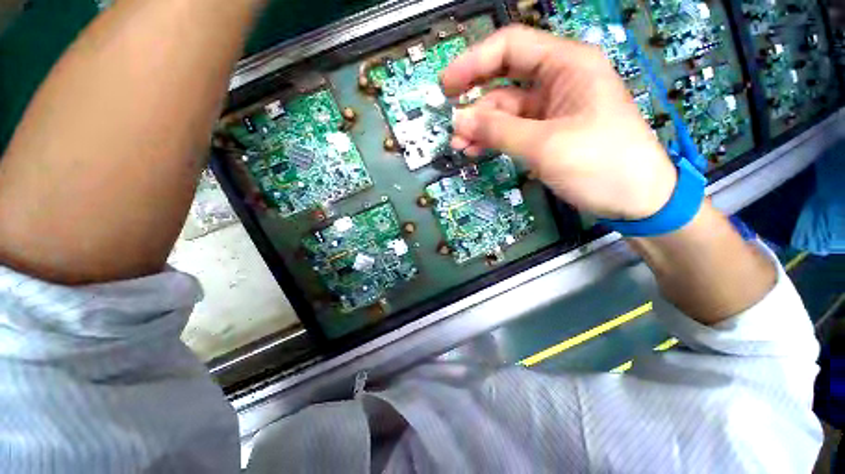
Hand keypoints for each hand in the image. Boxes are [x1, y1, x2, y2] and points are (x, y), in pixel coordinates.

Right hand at [442, 25, 677, 219]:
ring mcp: (550, 110)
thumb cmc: (601, 163)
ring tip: (459, 145)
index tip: (446, 86)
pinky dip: (492, 139)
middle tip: (451, 123)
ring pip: (504, 111)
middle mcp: (557, 81)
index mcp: (567, 66)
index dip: (474, 62)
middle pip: (503, 82)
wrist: (634, 199)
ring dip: (480, 127)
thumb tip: (459, 121)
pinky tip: (476, 150)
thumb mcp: (546, 145)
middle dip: (474, 102)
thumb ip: (499, 131)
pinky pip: (511, 131)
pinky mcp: (545, 134)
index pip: (510, 48)